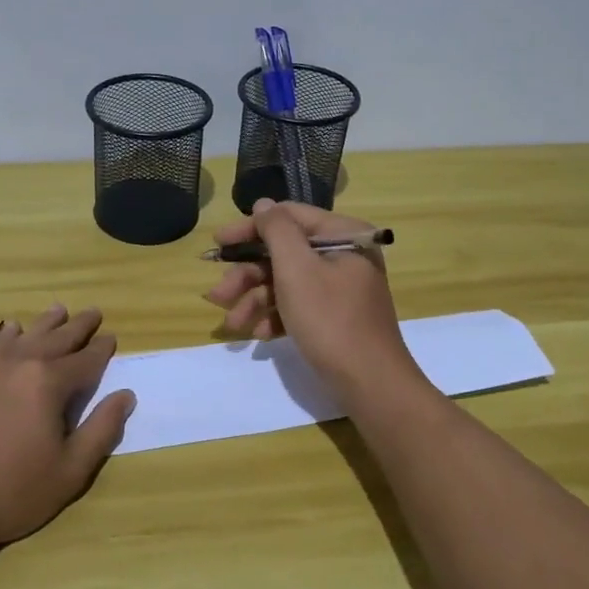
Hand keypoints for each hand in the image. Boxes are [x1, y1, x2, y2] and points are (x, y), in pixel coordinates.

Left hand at [0, 305, 134, 552]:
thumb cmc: (9, 492)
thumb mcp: (69, 471)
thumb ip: (101, 430)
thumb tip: (125, 396)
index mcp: (48, 382)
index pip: (85, 360)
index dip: (102, 349)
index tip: (111, 338)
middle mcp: (17, 362)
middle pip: (56, 337)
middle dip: (78, 326)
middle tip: (93, 313)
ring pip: (21, 334)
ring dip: (44, 323)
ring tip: (58, 311)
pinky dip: (5, 335)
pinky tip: (8, 332)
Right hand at [203, 199, 418, 393]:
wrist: (370, 383)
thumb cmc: (330, 319)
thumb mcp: (297, 269)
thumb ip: (276, 230)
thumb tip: (263, 204)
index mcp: (342, 235)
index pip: (288, 217)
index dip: (249, 228)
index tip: (218, 244)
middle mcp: (343, 256)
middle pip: (283, 254)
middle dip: (247, 276)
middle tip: (218, 296)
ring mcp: (340, 288)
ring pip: (286, 283)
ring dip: (255, 301)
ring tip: (233, 325)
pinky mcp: (335, 316)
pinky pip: (298, 306)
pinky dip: (276, 317)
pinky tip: (257, 335)